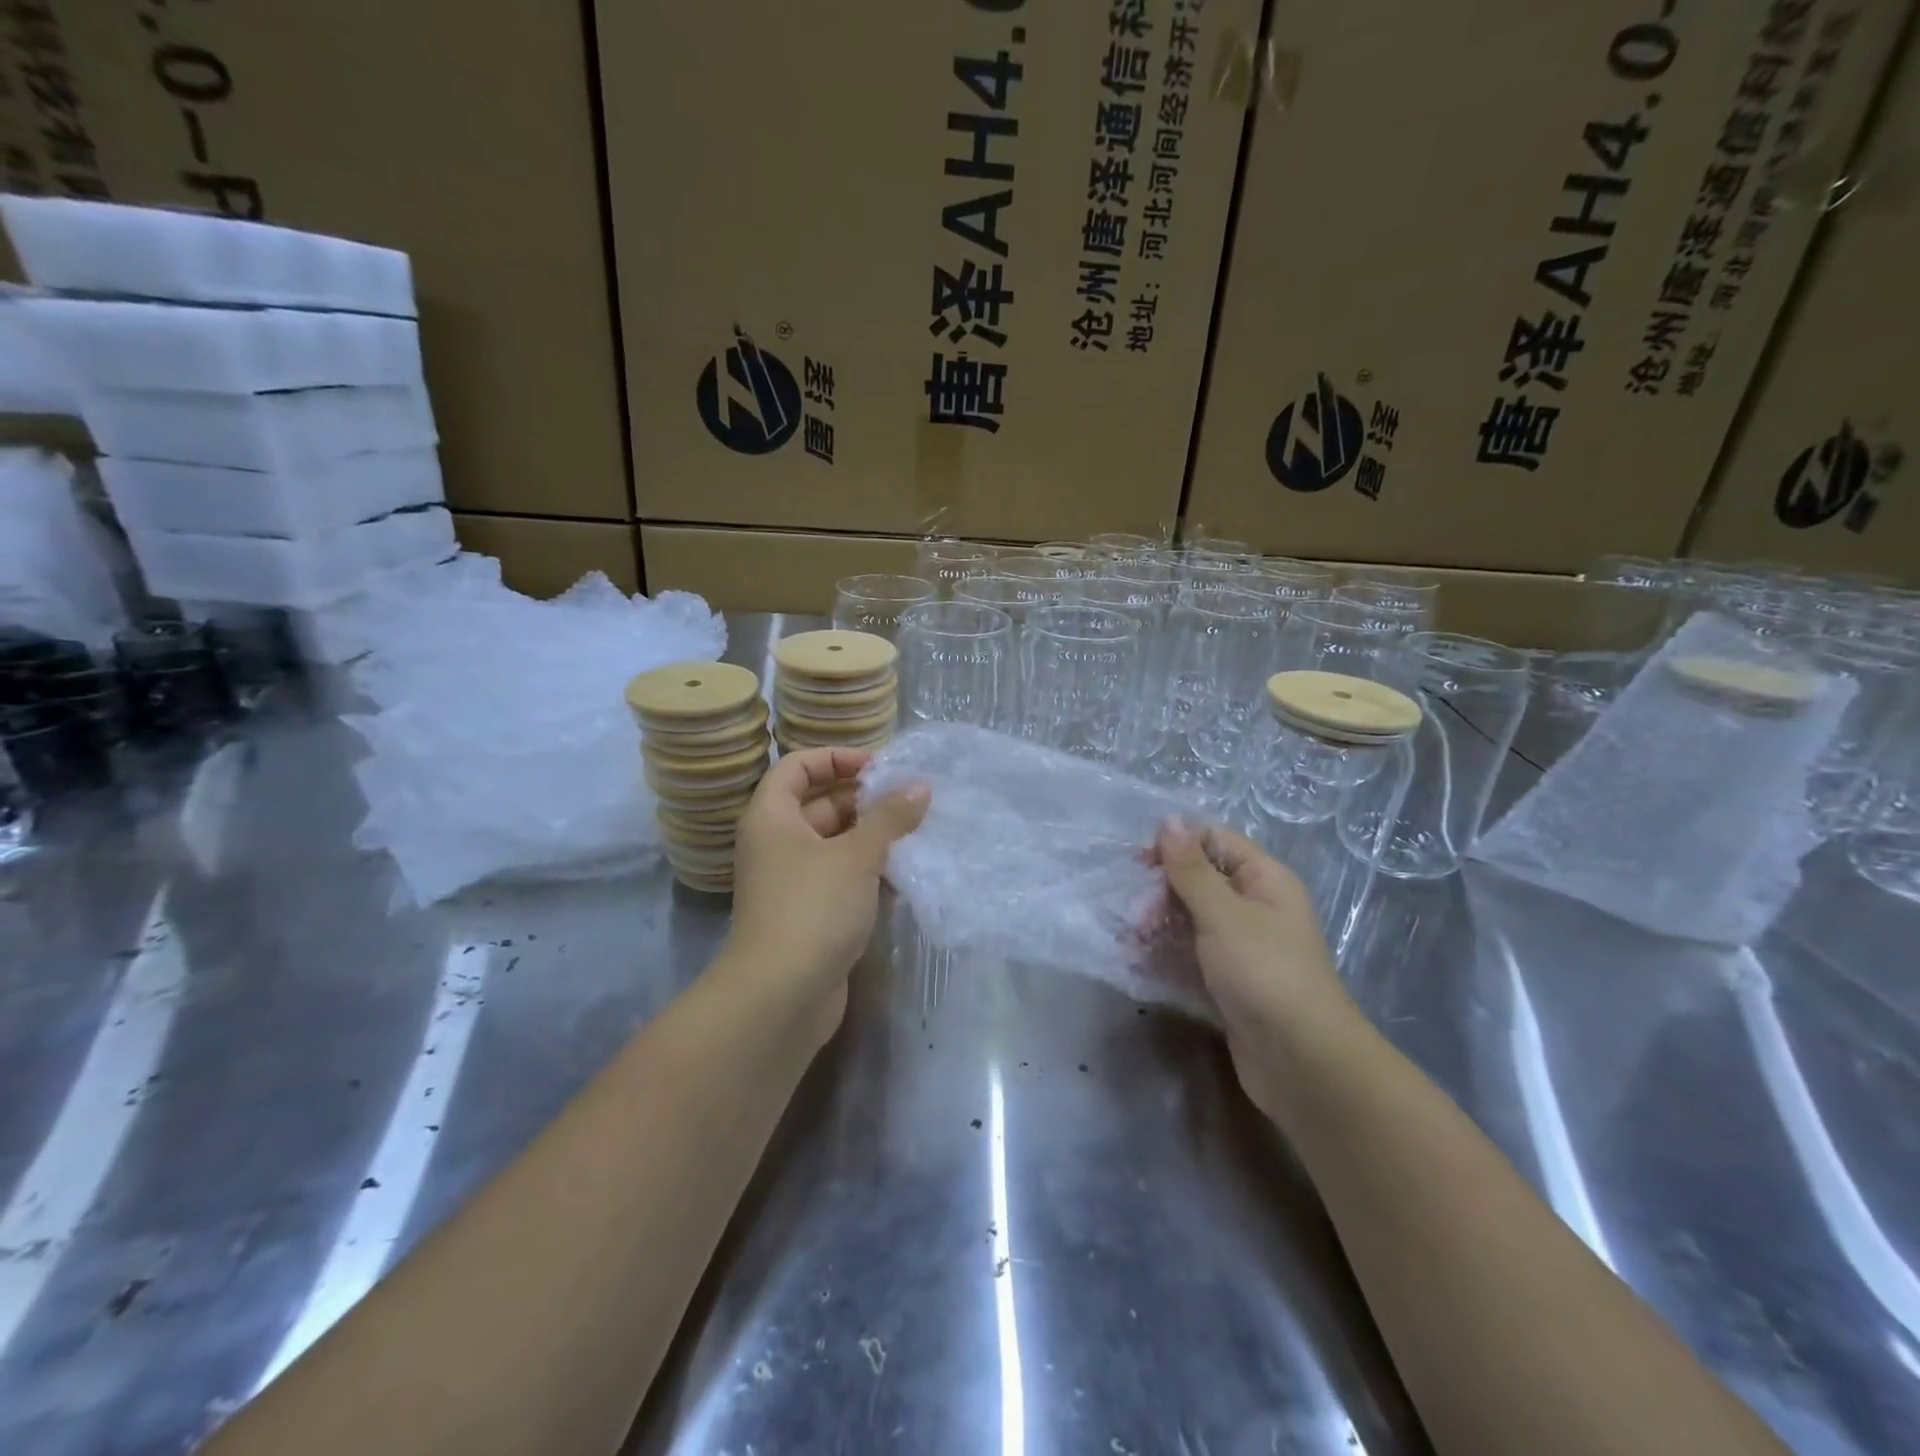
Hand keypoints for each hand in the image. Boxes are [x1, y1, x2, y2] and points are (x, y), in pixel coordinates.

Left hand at [721, 747, 928, 1041]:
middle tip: (911, 801)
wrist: (780, 996)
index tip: (880, 767)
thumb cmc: (813, 908)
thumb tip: (919, 787)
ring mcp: (791, 881)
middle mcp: (776, 843)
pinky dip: (868, 870)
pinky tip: (905, 872)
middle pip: (820, 803)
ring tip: (917, 832)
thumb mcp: (857, 855)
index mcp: (772, 817)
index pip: (798, 766)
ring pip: (834, 843)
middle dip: (865, 800)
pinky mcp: (808, 913)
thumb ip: (889, 818)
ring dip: (872, 837)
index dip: (837, 758)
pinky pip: (839, 876)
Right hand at [1155, 819, 1357, 1117]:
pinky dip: (1167, 954)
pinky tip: (1140, 963)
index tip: (1141, 864)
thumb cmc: (1263, 972)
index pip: (1215, 841)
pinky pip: (1192, 955)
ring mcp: (1243, 947)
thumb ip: (1191, 868)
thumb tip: (1170, 820)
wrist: (1301, 1061)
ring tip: (1132, 943)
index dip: (1178, 845)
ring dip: (1159, 925)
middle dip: (1163, 892)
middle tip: (1137, 917)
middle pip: (1200, 880)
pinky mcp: (1230, 981)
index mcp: (1264, 880)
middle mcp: (1255, 907)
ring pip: (1192, 919)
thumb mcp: (1222, 913)